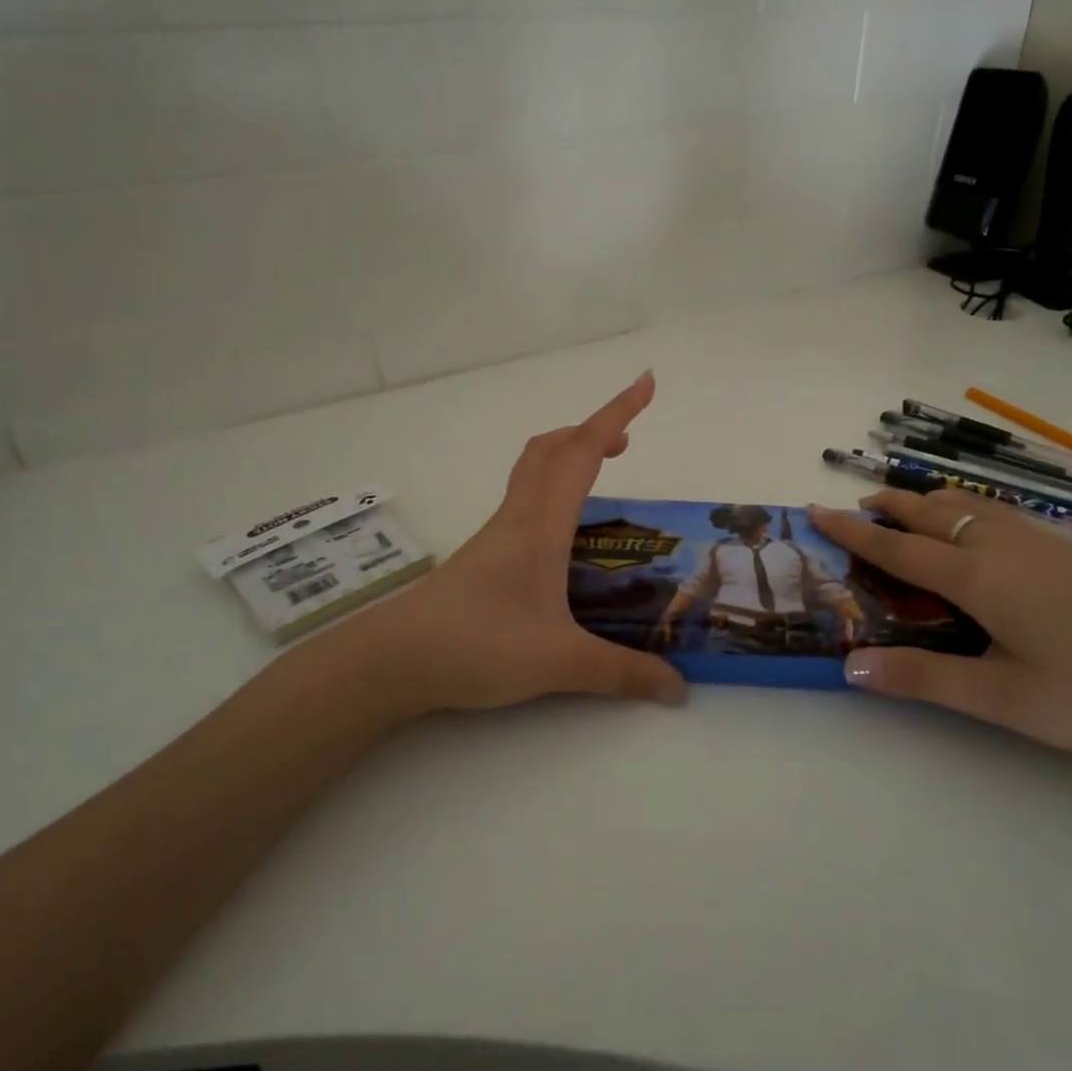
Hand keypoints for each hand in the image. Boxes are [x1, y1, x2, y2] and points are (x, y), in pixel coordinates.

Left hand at [323, 372, 685, 718]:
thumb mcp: (559, 662)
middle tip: (627, 440)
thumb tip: (677, 687)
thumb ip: (621, 673)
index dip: (616, 412)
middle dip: (591, 431)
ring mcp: (496, 535)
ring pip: (533, 471)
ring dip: (568, 456)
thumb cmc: (476, 645)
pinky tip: (564, 534)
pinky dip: (552, 490)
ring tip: (602, 475)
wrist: (394, 659)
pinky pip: (524, 501)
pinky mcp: (484, 556)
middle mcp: (518, 518)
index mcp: (541, 525)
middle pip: (551, 448)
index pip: (582, 452)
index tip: (646, 383)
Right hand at [809, 490, 1071, 779]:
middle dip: (892, 505)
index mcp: (978, 577)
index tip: (816, 510)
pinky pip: (1004, 514)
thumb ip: (923, 678)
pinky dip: (972, 508)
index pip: (898, 548)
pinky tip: (985, 527)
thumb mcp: (1001, 697)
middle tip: (860, 502)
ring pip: (973, 506)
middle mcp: (1004, 548)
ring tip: (912, 506)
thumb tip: (849, 666)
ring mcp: (1045, 546)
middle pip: (934, 513)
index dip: (853, 531)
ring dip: (933, 501)